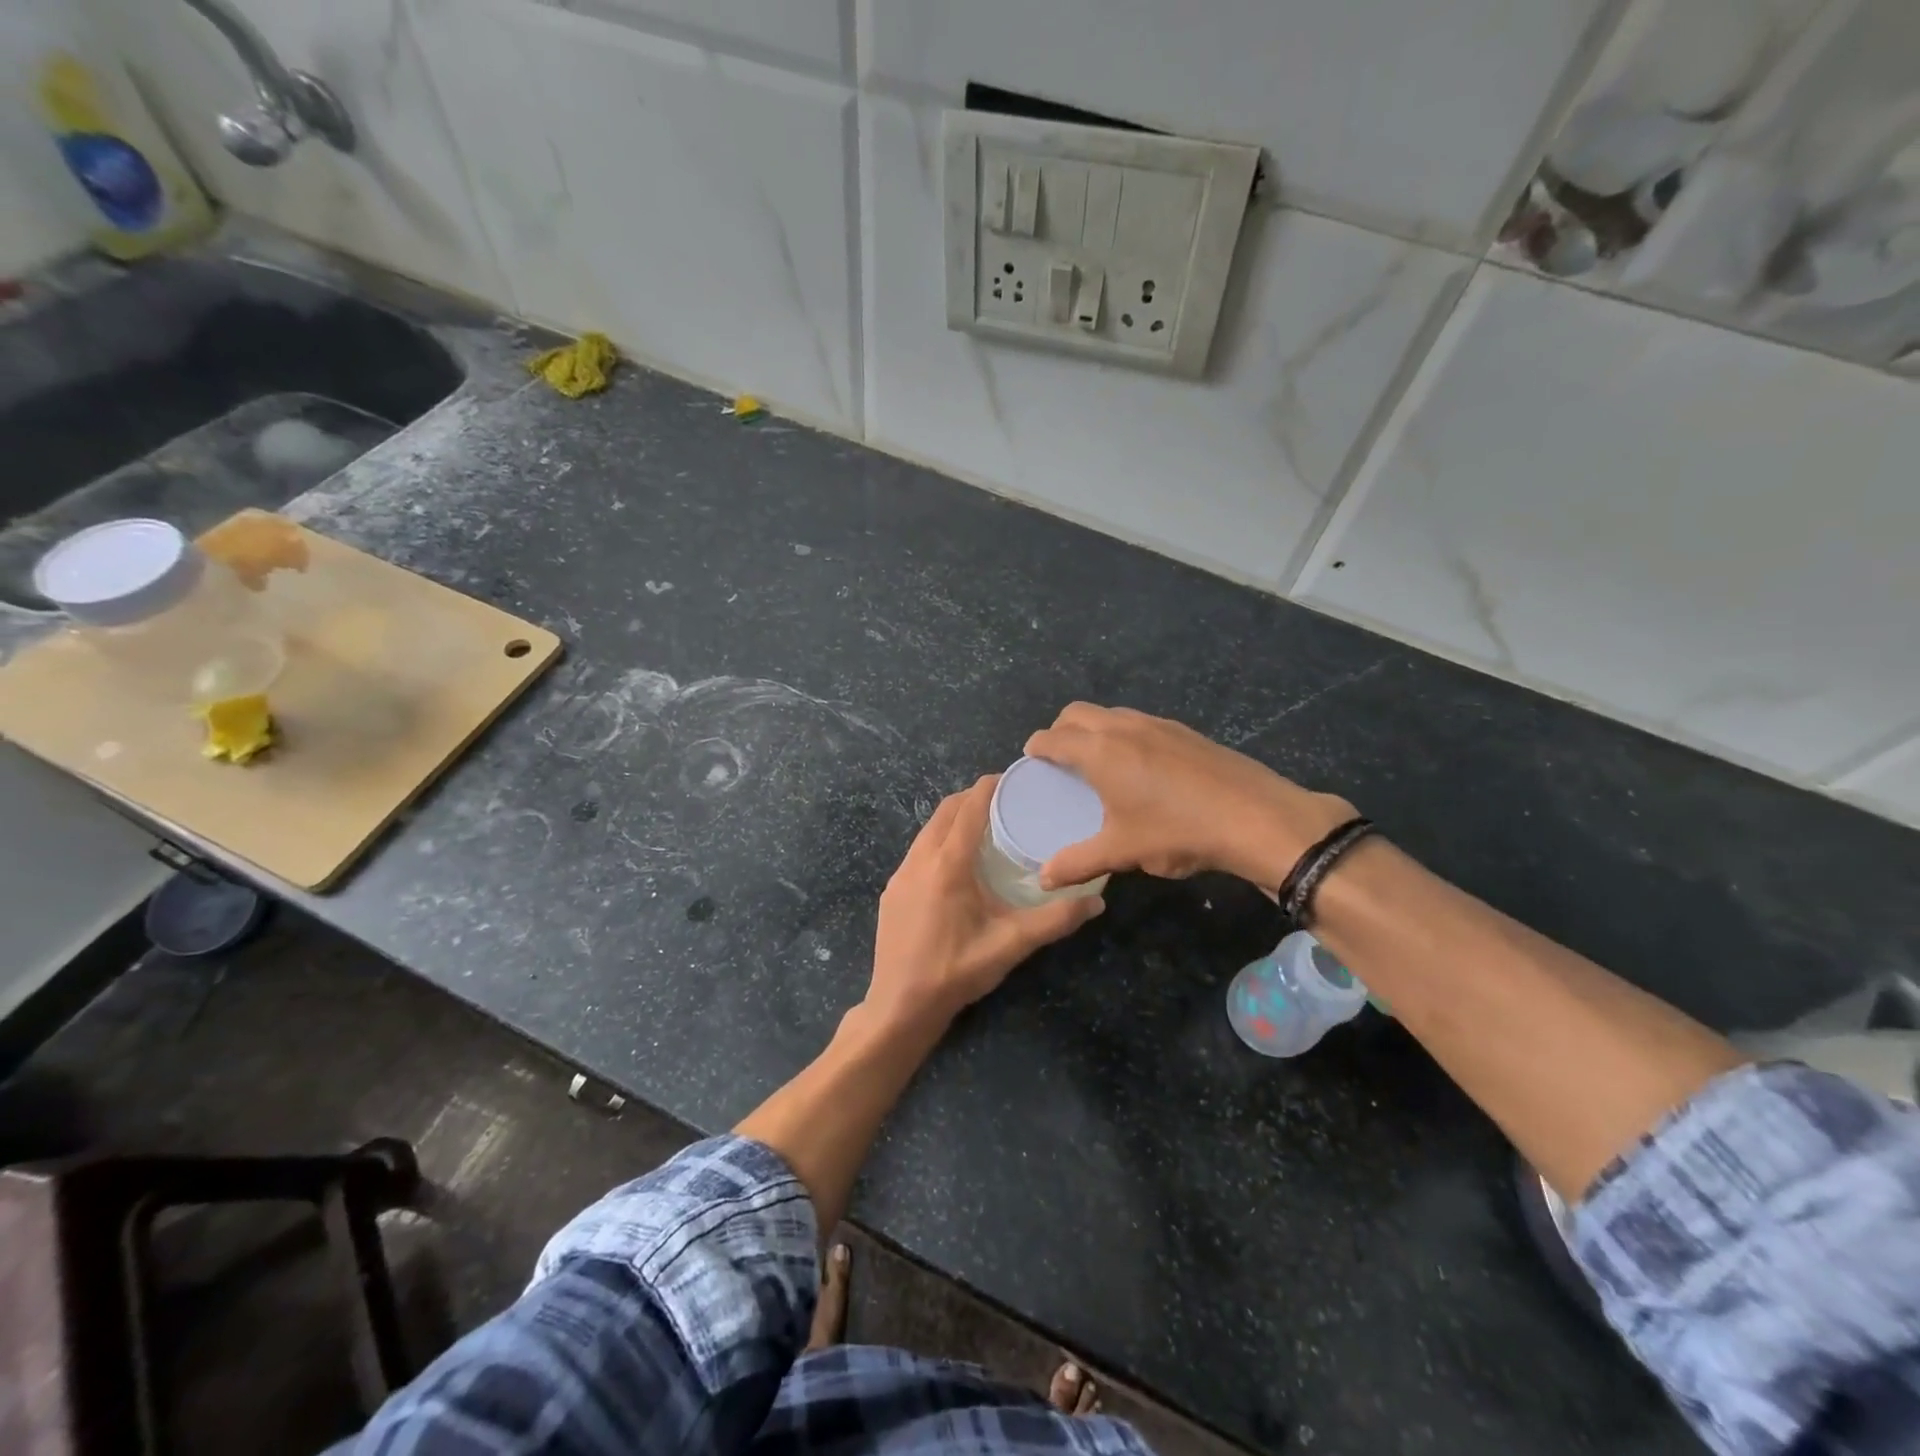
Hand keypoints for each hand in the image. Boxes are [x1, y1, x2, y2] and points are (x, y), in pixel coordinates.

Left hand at [867, 777, 1103, 1028]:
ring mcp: (900, 875)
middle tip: (1004, 799)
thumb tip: (1096, 901)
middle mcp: (919, 860)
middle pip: (944, 811)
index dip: (989, 787)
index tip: (1012, 777)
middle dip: (971, 797)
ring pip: (928, 830)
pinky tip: (956, 861)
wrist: (900, 1006)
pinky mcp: (892, 891)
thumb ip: (1054, 921)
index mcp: (947, 865)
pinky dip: (938, 840)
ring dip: (953, 818)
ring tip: (983, 825)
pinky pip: (918, 851)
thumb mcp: (1010, 945)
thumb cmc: (956, 971)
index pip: (968, 809)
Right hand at [1024, 704, 1355, 893]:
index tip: (1030, 760)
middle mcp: (1123, 727)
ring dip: (1093, 729)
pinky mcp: (1185, 731)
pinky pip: (1139, 722)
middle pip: (1077, 713)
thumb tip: (1043, 879)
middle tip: (1059, 760)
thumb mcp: (1122, 852)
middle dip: (1060, 730)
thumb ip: (1077, 863)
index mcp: (1099, 751)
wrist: (1255, 817)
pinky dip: (1123, 734)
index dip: (1036, 747)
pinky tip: (1140, 768)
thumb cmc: (1177, 831)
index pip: (1053, 737)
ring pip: (1111, 714)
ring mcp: (1157, 724)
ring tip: (1097, 763)